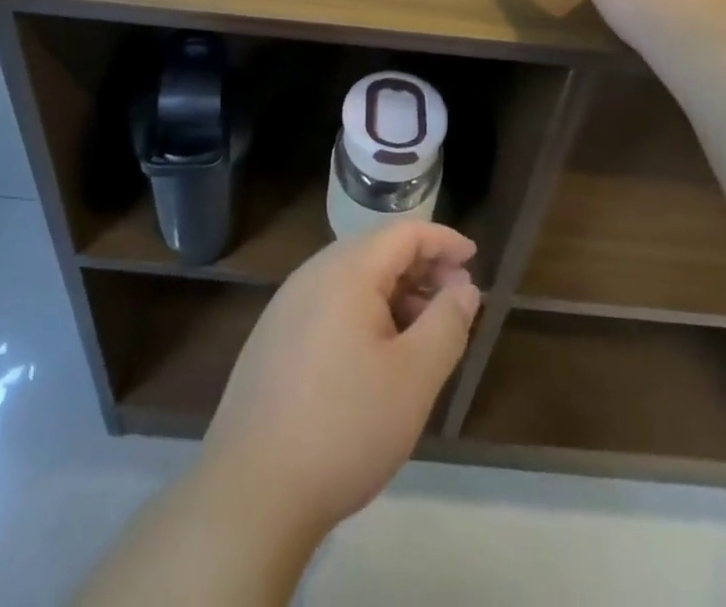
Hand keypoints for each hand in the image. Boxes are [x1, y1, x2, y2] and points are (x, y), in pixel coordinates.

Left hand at [197, 221, 480, 538]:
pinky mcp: (274, 337)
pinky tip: (378, 355)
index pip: (403, 232)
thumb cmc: (345, 427)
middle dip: (421, 267)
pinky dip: (365, 312)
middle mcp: (312, 274)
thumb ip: (446, 324)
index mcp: (345, 271)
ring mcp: (287, 305)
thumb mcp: (414, 378)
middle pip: (376, 251)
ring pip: (353, 279)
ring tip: (424, 332)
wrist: (251, 492)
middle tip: (456, 300)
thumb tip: (464, 287)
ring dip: (395, 293)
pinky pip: (330, 304)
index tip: (475, 258)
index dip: (443, 240)